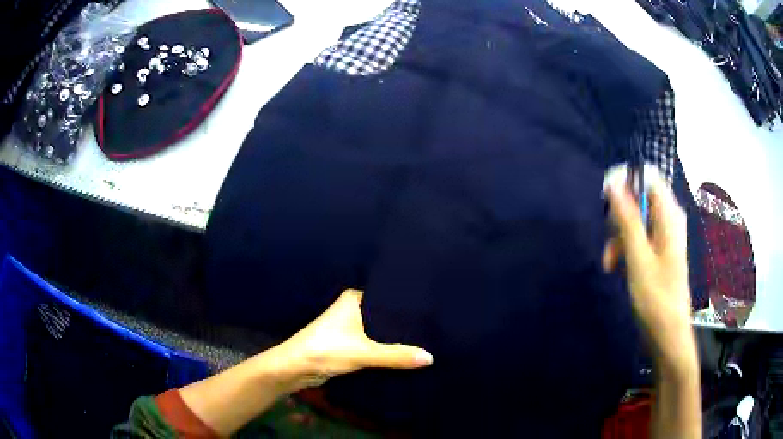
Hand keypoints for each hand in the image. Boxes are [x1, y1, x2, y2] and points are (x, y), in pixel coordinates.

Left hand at [268, 289, 433, 390]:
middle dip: (403, 325)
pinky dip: (384, 349)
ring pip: (378, 331)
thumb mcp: (365, 352)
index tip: (432, 311)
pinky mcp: (347, 344)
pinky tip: (404, 354)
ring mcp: (348, 327)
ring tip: (425, 341)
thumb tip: (431, 357)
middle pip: (384, 316)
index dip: (408, 306)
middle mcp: (352, 309)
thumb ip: (397, 355)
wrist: (295, 368)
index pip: (388, 297)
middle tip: (433, 329)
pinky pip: (372, 344)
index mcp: (354, 299)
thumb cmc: (326, 350)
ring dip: (394, 339)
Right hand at [602, 167, 694, 368]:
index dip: (627, 184)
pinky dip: (627, 248)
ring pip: (637, 220)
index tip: (608, 203)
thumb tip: (614, 183)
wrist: (667, 332)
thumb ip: (627, 218)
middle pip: (640, 200)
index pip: (649, 179)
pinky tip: (617, 266)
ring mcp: (665, 236)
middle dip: (620, 218)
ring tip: (609, 262)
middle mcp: (669, 220)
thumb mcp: (638, 257)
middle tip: (609, 240)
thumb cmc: (656, 296)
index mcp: (669, 216)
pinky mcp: (660, 251)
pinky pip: (640, 237)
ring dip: (620, 237)